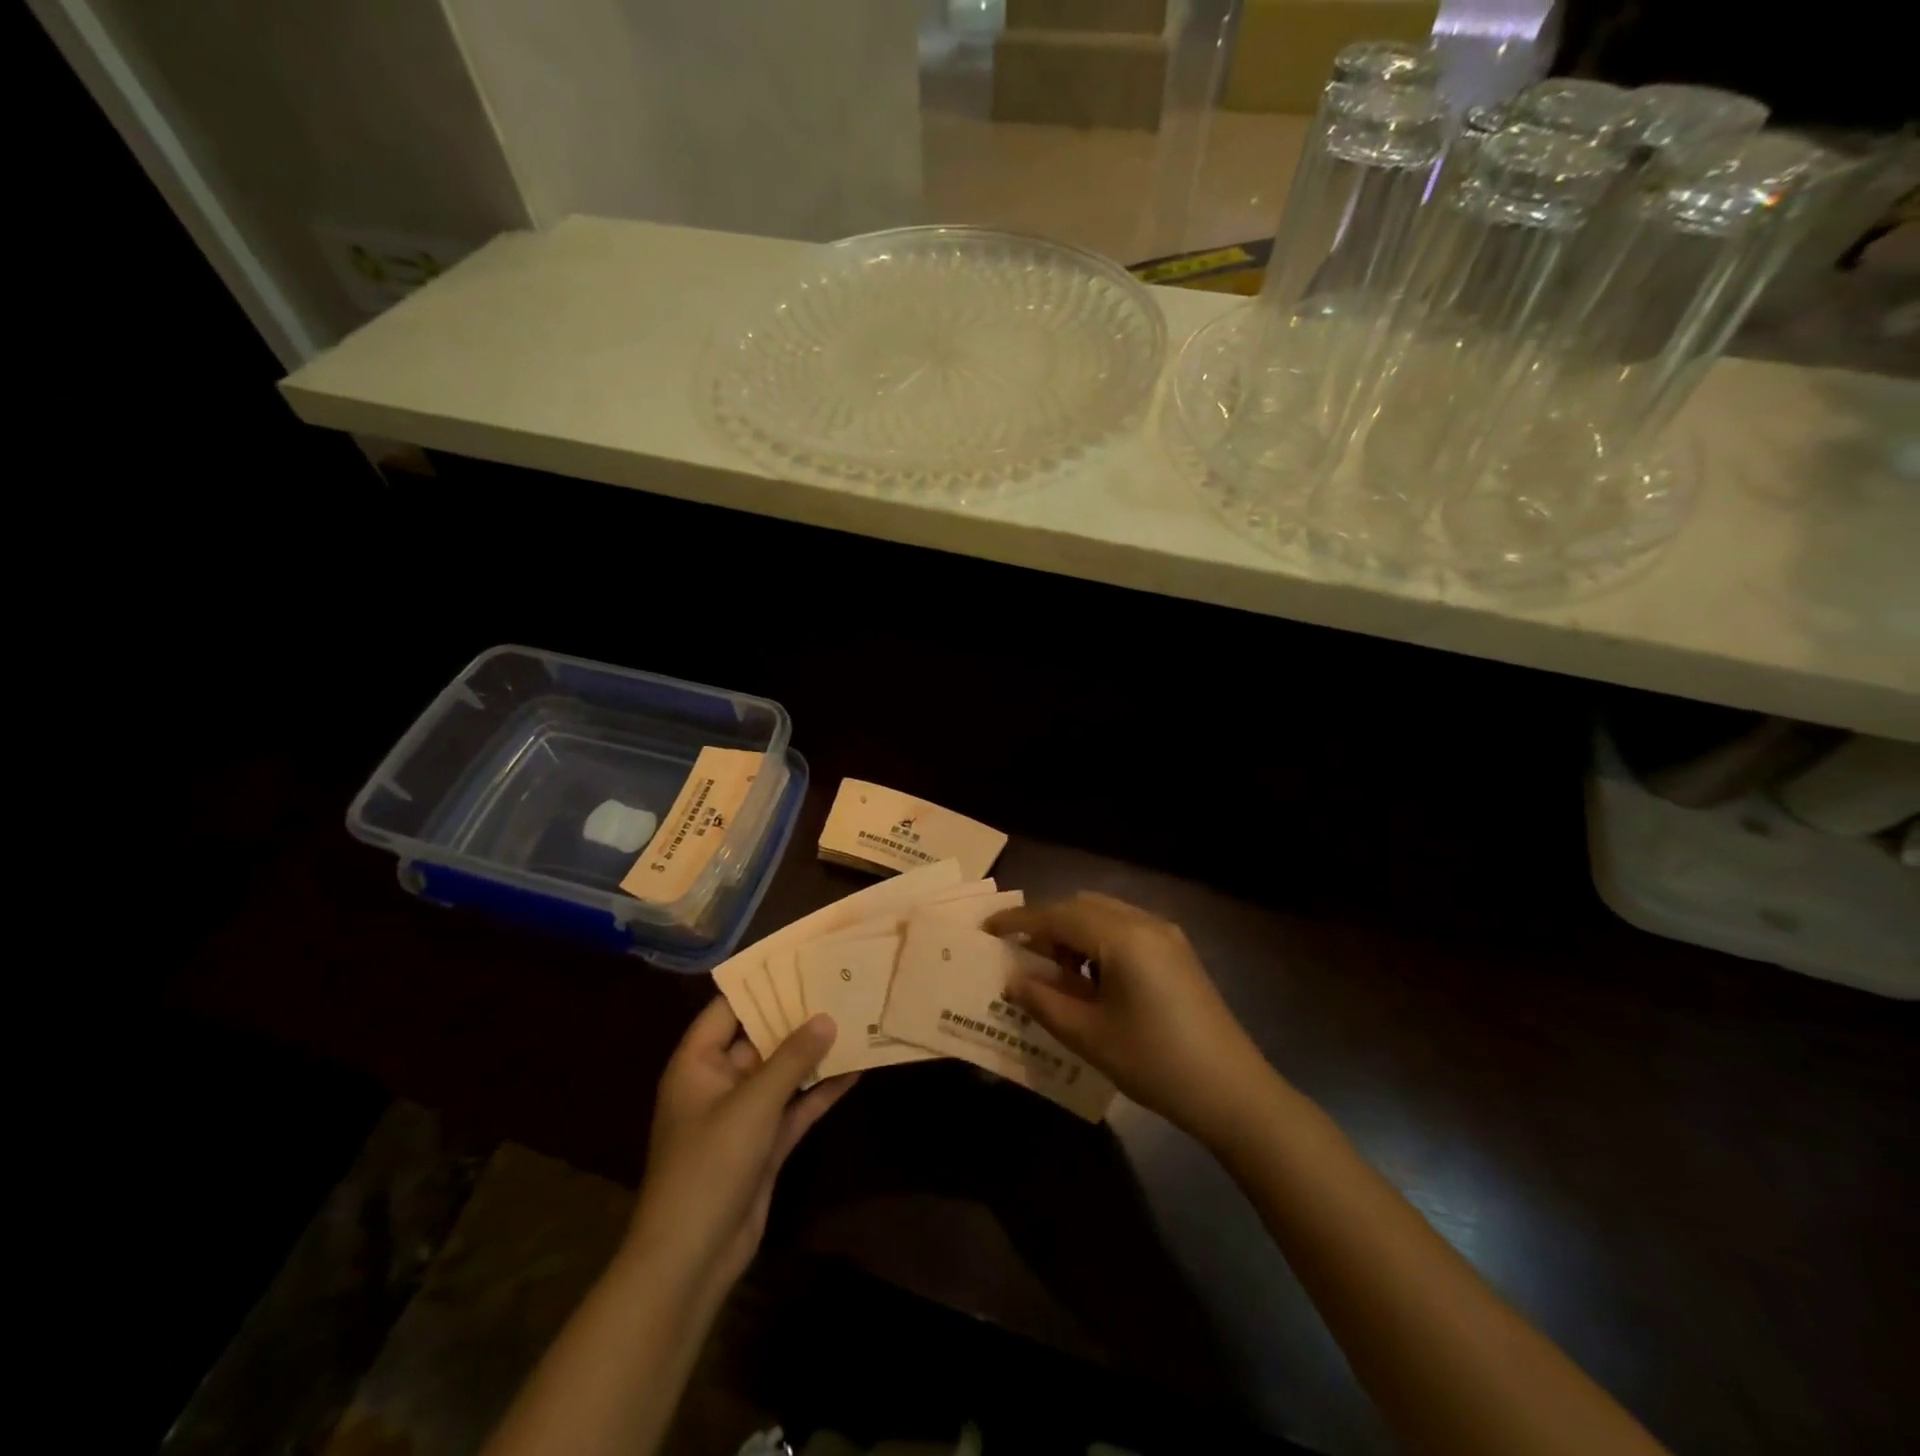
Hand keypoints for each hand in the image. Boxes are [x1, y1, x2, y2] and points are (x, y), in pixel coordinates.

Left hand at [626, 999, 857, 1296]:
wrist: (692, 1258)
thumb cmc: (709, 1165)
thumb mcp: (752, 1104)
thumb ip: (791, 1058)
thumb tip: (827, 1017)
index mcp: (698, 1063)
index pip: (728, 1007)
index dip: (761, 982)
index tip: (800, 958)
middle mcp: (719, 1082)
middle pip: (761, 1037)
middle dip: (797, 1015)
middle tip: (838, 983)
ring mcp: (743, 1115)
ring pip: (783, 1072)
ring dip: (814, 1052)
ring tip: (855, 1017)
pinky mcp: (764, 1144)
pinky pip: (795, 1106)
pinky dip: (821, 1090)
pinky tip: (856, 1068)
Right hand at [987, 892, 1272, 1142]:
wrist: (1233, 1092)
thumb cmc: (1155, 1063)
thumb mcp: (1089, 1036)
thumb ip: (1043, 1001)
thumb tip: (1013, 979)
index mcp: (1123, 937)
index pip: (1057, 915)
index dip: (1018, 921)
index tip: (987, 929)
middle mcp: (1145, 922)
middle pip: (1080, 906)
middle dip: (1045, 925)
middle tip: (1020, 956)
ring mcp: (1165, 935)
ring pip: (1103, 914)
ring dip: (1072, 932)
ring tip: (1056, 974)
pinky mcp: (1177, 951)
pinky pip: (1124, 929)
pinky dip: (1097, 941)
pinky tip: (1091, 979)